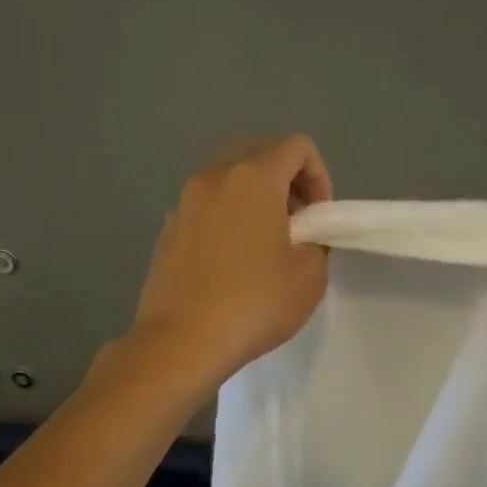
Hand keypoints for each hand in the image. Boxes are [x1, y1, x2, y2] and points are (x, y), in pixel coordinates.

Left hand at [127, 135, 333, 390]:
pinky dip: (224, 219)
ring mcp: (183, 203)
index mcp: (253, 177)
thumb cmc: (253, 304)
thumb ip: (317, 243)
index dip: (319, 175)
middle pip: (257, 153)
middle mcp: (213, 178)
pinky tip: (229, 264)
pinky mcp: (166, 231)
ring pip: (226, 180)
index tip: (318, 217)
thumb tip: (302, 237)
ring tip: (263, 245)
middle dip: (285, 181)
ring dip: (252, 199)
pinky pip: (204, 208)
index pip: (296, 145)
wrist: (181, 341)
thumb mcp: (309, 277)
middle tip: (296, 224)